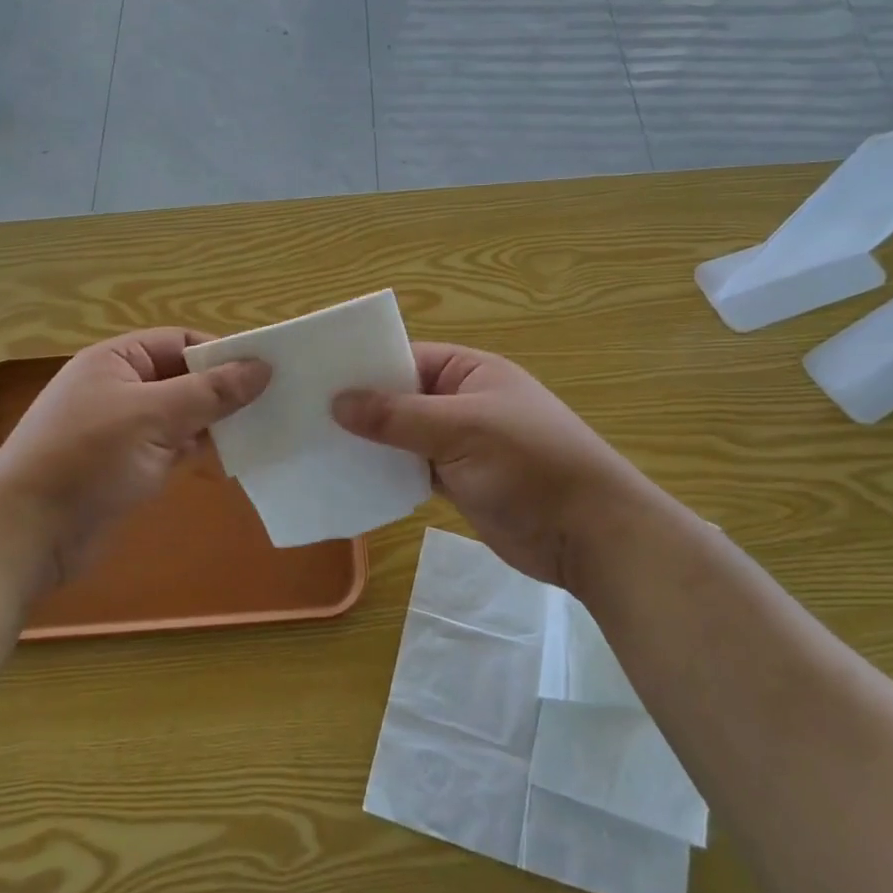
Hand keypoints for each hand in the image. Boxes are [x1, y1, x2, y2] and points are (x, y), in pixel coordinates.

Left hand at [0, 329, 268, 589]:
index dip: (221, 353)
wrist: (26, 534)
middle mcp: (119, 388)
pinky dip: (199, 450)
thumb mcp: (154, 417)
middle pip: (182, 378)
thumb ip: (210, 392)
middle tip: (274, 403)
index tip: (265, 372)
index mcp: (116, 361)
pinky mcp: (126, 467)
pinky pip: (172, 447)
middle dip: (222, 390)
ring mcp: (122, 430)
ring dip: (214, 423)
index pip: (180, 342)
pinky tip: (231, 459)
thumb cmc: (87, 459)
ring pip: (180, 415)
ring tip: (263, 430)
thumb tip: (262, 366)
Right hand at [333, 343, 658, 589]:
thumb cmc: (529, 464)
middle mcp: (462, 401)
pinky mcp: (460, 481)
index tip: (313, 379)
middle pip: (401, 396)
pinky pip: (413, 468)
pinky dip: (388, 472)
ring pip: (404, 435)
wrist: (589, 534)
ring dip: (371, 442)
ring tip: (315, 446)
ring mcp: (461, 443)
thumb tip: (338, 402)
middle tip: (303, 415)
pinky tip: (351, 478)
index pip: (405, 357)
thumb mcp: (461, 430)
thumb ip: (398, 416)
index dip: (363, 366)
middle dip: (360, 407)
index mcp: (470, 372)